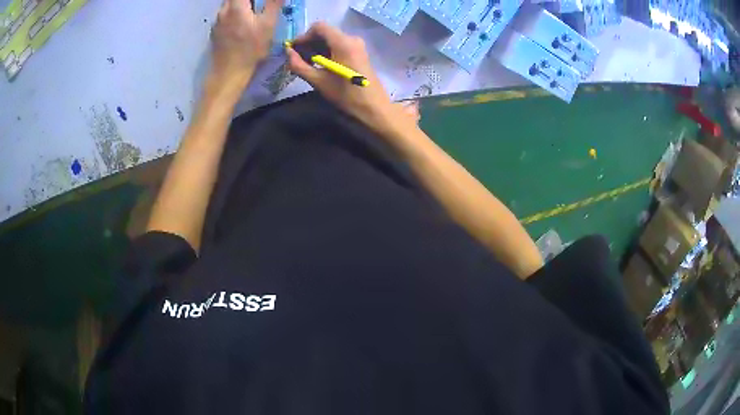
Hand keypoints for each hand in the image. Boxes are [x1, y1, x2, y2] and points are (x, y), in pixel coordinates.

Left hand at [210, 0, 282, 86]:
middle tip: (257, 7)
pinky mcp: (214, 33)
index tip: (260, 4)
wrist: (228, 73)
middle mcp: (223, 11)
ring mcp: (216, 23)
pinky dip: (232, 15)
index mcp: (236, 6)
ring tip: (251, 13)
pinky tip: (240, 25)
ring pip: (227, 6)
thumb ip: (273, 4)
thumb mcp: (268, 25)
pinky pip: (224, 17)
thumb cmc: (250, 49)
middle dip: (245, 1)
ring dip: (239, 5)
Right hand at [286, 22, 404, 132]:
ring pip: (331, 38)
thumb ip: (299, 65)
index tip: (294, 50)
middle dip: (309, 42)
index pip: (318, 27)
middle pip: (325, 32)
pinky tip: (320, 65)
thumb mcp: (318, 81)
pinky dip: (327, 51)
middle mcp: (351, 38)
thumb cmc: (346, 95)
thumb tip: (287, 52)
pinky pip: (338, 45)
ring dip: (317, 47)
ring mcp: (357, 45)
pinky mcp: (359, 52)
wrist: (373, 107)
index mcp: (343, 43)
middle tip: (297, 58)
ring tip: (307, 64)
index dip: (303, 36)